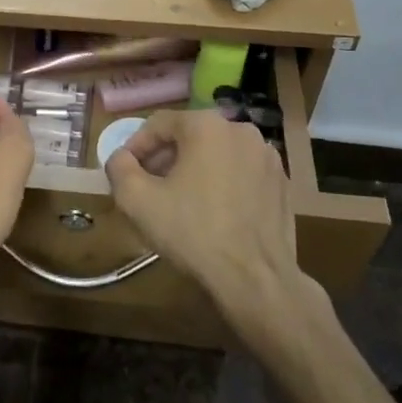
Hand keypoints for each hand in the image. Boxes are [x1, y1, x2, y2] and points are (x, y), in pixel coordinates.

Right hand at [104, 110, 310, 331]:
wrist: (255, 278)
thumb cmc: (192, 232)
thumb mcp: (137, 200)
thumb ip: (119, 168)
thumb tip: (121, 158)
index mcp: (207, 126)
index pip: (159, 124)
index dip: (136, 146)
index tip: (125, 172)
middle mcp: (241, 131)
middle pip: (190, 136)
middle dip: (165, 158)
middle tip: (149, 187)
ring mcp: (268, 157)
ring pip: (217, 154)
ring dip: (193, 170)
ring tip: (180, 201)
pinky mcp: (282, 183)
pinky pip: (240, 173)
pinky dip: (222, 183)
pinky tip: (212, 213)